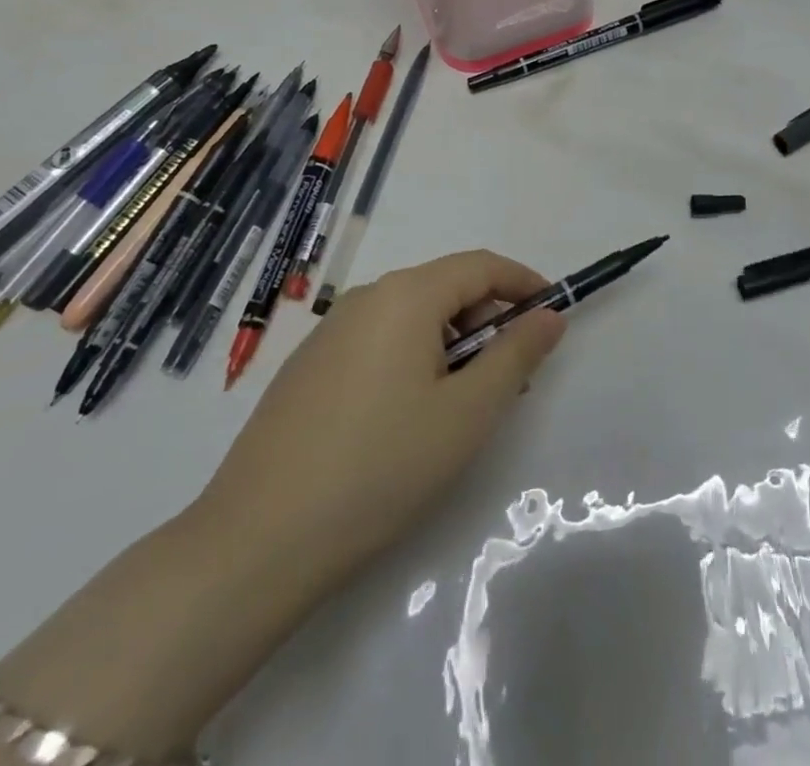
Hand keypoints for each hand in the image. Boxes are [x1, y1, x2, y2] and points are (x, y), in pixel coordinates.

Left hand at [196, 250, 564, 590]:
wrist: (255, 544)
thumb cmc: (381, 467)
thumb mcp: (468, 412)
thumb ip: (516, 355)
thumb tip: (549, 316)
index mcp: (406, 296)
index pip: (481, 266)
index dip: (524, 283)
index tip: (553, 314)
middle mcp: (366, 299)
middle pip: (445, 288)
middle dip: (488, 321)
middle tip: (512, 377)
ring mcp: (329, 334)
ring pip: (411, 318)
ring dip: (452, 345)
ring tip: (463, 405)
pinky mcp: (307, 369)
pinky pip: (378, 343)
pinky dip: (413, 360)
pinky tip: (409, 419)